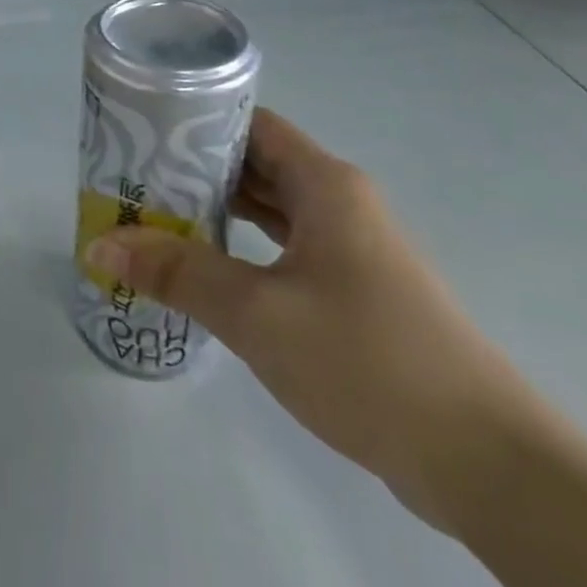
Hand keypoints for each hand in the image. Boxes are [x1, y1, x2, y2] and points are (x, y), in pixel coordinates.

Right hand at [86, 109, 542, 527]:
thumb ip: (177, 272)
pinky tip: (202, 268)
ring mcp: (350, 250)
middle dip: (193, 170)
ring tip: (151, 217)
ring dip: (215, 212)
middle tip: (131, 179)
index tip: (141, 134)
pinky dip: (241, 249)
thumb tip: (101, 243)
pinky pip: (283, 251)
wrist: (485, 463)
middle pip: (256, 165)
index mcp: (325, 185)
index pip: (250, 125)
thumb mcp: (257, 312)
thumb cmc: (366, 361)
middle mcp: (339, 204)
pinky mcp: (353, 293)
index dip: (195, 123)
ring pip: (269, 211)